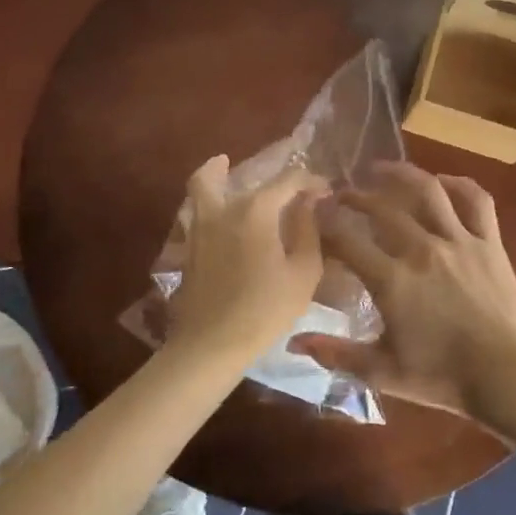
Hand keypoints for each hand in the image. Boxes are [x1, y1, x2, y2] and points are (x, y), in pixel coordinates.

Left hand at [165, 156, 326, 362]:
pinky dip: (208, 201)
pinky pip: (196, 210)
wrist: (212, 344)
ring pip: (201, 187)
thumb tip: (309, 203)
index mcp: (255, 210)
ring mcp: (199, 227)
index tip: (326, 191)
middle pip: (226, 172)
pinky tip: (224, 216)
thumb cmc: (265, 309)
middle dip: (259, 171)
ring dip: (215, 174)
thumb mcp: (303, 272)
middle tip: (276, 180)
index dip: (310, 180)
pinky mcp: (189, 247)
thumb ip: (308, 230)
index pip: (287, 180)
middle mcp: (222, 209)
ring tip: (226, 169)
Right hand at [294, 162, 515, 419]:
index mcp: (392, 280)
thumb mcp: (382, 373)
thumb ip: (336, 354)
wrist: (508, 377)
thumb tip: (294, 342)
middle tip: (341, 194)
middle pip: (381, 208)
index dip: (325, 222)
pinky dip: (458, 184)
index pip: (346, 239)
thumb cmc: (443, 378)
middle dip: (355, 196)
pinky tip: (441, 182)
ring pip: (427, 190)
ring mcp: (459, 241)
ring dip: (400, 174)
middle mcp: (422, 249)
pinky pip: (476, 200)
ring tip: (380, 168)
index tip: (313, 214)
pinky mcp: (490, 242)